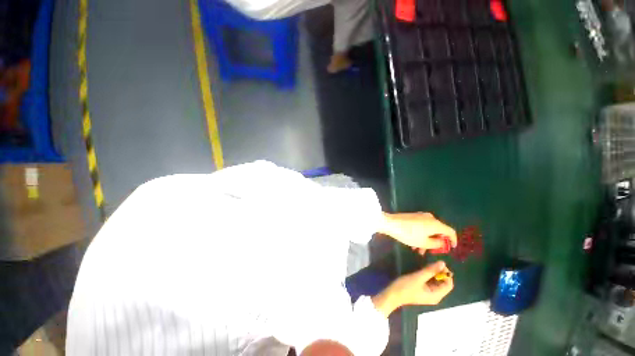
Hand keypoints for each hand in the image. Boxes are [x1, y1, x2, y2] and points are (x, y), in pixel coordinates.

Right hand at [372, 261, 453, 316]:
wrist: (393, 294)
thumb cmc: (406, 287)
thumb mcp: (418, 277)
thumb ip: (430, 270)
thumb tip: (443, 263)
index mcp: (436, 295)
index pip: (449, 284)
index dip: (446, 274)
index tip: (439, 264)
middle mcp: (435, 296)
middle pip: (443, 283)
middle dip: (439, 272)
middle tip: (431, 263)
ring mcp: (429, 293)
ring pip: (436, 282)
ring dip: (433, 273)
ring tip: (426, 265)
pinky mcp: (423, 290)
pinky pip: (430, 282)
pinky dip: (429, 275)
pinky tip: (423, 270)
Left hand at [379, 212, 456, 252]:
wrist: (390, 223)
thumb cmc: (408, 234)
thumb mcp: (423, 242)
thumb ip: (436, 244)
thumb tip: (441, 242)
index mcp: (435, 223)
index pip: (450, 231)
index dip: (453, 240)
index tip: (452, 248)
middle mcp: (430, 218)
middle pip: (438, 231)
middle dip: (435, 243)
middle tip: (430, 252)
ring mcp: (421, 216)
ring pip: (428, 230)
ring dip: (426, 241)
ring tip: (418, 251)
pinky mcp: (413, 216)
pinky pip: (421, 227)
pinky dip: (420, 235)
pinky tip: (413, 244)